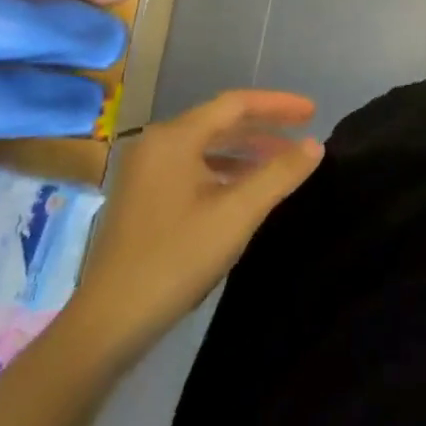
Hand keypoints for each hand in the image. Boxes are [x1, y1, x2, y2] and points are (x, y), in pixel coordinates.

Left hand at [69, 90, 323, 359]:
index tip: (314, 112)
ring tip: (284, 161)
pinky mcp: (143, 197)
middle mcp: (156, 145)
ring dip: (248, 150)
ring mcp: (145, 172)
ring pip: (207, 146)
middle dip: (265, 126)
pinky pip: (194, 167)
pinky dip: (226, 170)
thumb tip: (315, 145)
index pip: (235, 104)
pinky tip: (247, 188)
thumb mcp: (238, 213)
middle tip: (305, 132)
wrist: (110, 320)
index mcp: (175, 139)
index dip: (278, 105)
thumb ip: (280, 173)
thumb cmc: (177, 258)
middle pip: (220, 121)